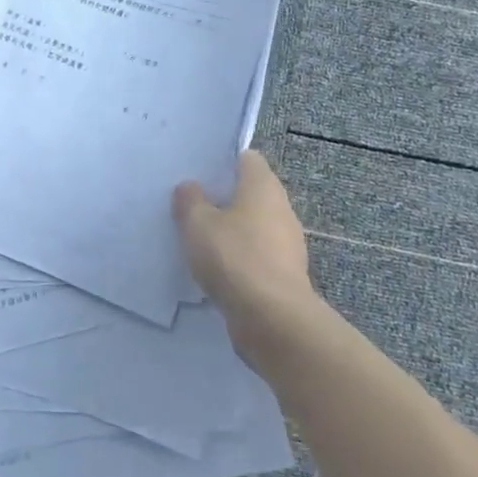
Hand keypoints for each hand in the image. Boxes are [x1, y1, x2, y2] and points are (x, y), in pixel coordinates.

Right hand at [174, 151, 320, 350]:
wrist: (272, 318)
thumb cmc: (234, 257)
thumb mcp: (198, 223)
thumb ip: (190, 200)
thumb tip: (191, 187)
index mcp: (263, 186)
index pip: (247, 158)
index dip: (224, 161)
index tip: (199, 172)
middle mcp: (281, 209)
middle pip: (251, 193)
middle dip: (224, 198)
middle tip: (192, 205)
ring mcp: (287, 244)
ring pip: (254, 226)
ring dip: (231, 230)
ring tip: (199, 238)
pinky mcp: (284, 274)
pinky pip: (257, 255)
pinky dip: (239, 258)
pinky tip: (216, 269)